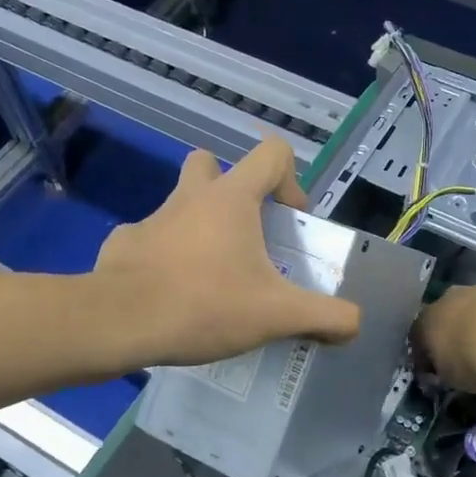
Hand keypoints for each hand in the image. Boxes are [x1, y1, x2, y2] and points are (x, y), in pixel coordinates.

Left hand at [94, 139, 359, 365]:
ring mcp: (151, 218)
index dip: (290, 181)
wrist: (120, 323)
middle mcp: (190, 197)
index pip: (272, 153)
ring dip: (197, 227)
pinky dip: (163, 259)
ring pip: (179, 204)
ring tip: (209, 276)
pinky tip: (170, 294)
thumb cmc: (205, 304)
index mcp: (231, 198)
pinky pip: (149, 240)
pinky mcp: (123, 244)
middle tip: (243, 236)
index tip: (288, 224)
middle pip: (211, 164)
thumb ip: (325, 316)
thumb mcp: (277, 315)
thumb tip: (355, 323)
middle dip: (230, 190)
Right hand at [412, 278, 475, 393]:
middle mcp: (447, 299)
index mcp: (426, 321)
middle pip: (447, 312)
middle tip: (469, 350)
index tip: (438, 365)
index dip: (428, 350)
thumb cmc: (471, 361)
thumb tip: (444, 369)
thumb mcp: (450, 377)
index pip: (419, 334)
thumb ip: (444, 370)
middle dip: (456, 327)